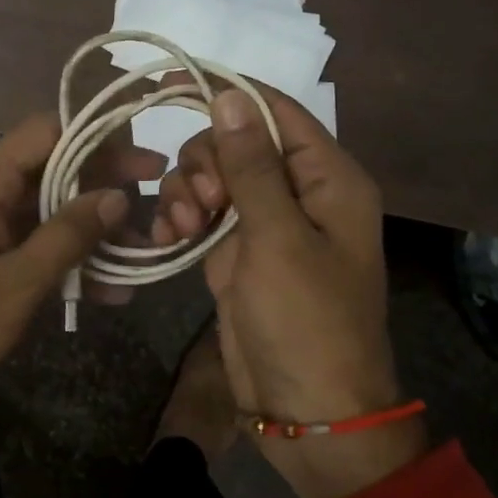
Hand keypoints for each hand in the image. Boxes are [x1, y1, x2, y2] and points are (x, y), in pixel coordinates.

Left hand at [0, 114, 159, 450]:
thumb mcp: (15, 282)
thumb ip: (68, 236)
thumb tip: (118, 195)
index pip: (44, 132)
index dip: (95, 136)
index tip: (142, 155)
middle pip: (51, 171)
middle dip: (104, 186)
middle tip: (158, 199)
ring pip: (46, 215)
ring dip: (91, 231)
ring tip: (143, 251)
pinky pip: (31, 251)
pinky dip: (67, 264)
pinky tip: (109, 292)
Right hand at [153, 84, 423, 497]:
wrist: (305, 408)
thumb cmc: (306, 320)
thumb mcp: (278, 238)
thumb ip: (252, 166)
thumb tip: (230, 96)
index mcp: (328, 179)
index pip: (276, 112)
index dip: (228, 96)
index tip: (169, 89)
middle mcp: (298, 192)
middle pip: (236, 141)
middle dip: (206, 162)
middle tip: (200, 202)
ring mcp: (263, 222)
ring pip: (213, 176)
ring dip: (188, 192)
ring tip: (183, 228)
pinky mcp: (235, 250)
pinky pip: (201, 212)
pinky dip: (181, 218)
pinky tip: (169, 239)